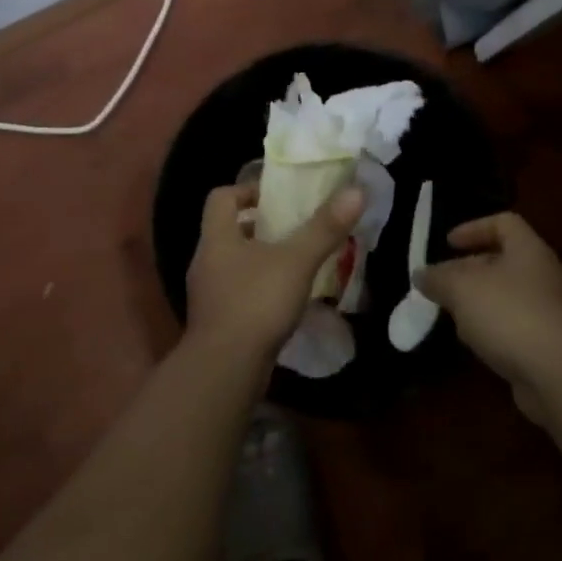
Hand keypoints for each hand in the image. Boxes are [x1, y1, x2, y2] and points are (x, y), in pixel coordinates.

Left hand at [186, 180, 364, 372]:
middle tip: (294, 227)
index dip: (246, 190)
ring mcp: (208, 295)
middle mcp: (206, 262)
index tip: (276, 196)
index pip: (221, 198)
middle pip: (228, 230)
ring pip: (233, 264)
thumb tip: (356, 191)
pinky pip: (237, 293)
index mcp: (216, 238)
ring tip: (295, 262)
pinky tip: (285, 300)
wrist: (225, 370)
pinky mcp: (217, 322)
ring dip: (260, 259)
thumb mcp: (296, 261)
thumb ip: (325, 228)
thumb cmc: (256, 303)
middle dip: (259, 226)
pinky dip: (259, 289)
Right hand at [418, 213, 561, 421]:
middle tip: (441, 284)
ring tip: (452, 315)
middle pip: (503, 261)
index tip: (448, 244)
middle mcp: (543, 275)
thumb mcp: (461, 289)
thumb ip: (438, 278)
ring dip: (479, 303)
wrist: (560, 375)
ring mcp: (549, 311)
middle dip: (469, 270)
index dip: (473, 228)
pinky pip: (515, 326)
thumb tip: (421, 274)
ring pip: (507, 296)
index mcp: (528, 250)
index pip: (503, 223)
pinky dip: (493, 330)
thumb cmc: (509, 314)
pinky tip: (475, 344)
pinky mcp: (549, 344)